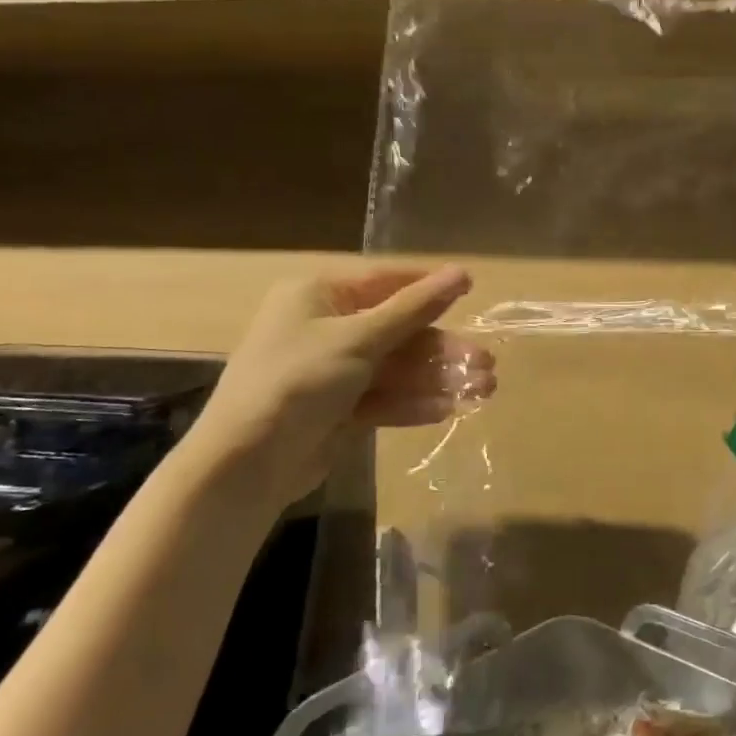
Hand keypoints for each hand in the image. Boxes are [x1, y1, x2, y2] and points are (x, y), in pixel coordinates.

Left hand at [189, 266, 493, 509]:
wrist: (248, 463)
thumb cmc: (299, 380)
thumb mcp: (360, 338)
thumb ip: (414, 308)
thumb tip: (462, 273)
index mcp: (319, 296)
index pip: (385, 282)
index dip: (429, 288)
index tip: (472, 291)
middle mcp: (325, 329)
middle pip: (398, 332)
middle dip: (442, 349)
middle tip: (487, 363)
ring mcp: (332, 372)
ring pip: (396, 369)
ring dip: (437, 378)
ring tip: (482, 391)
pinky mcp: (338, 410)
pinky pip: (385, 398)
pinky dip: (414, 403)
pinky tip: (448, 409)